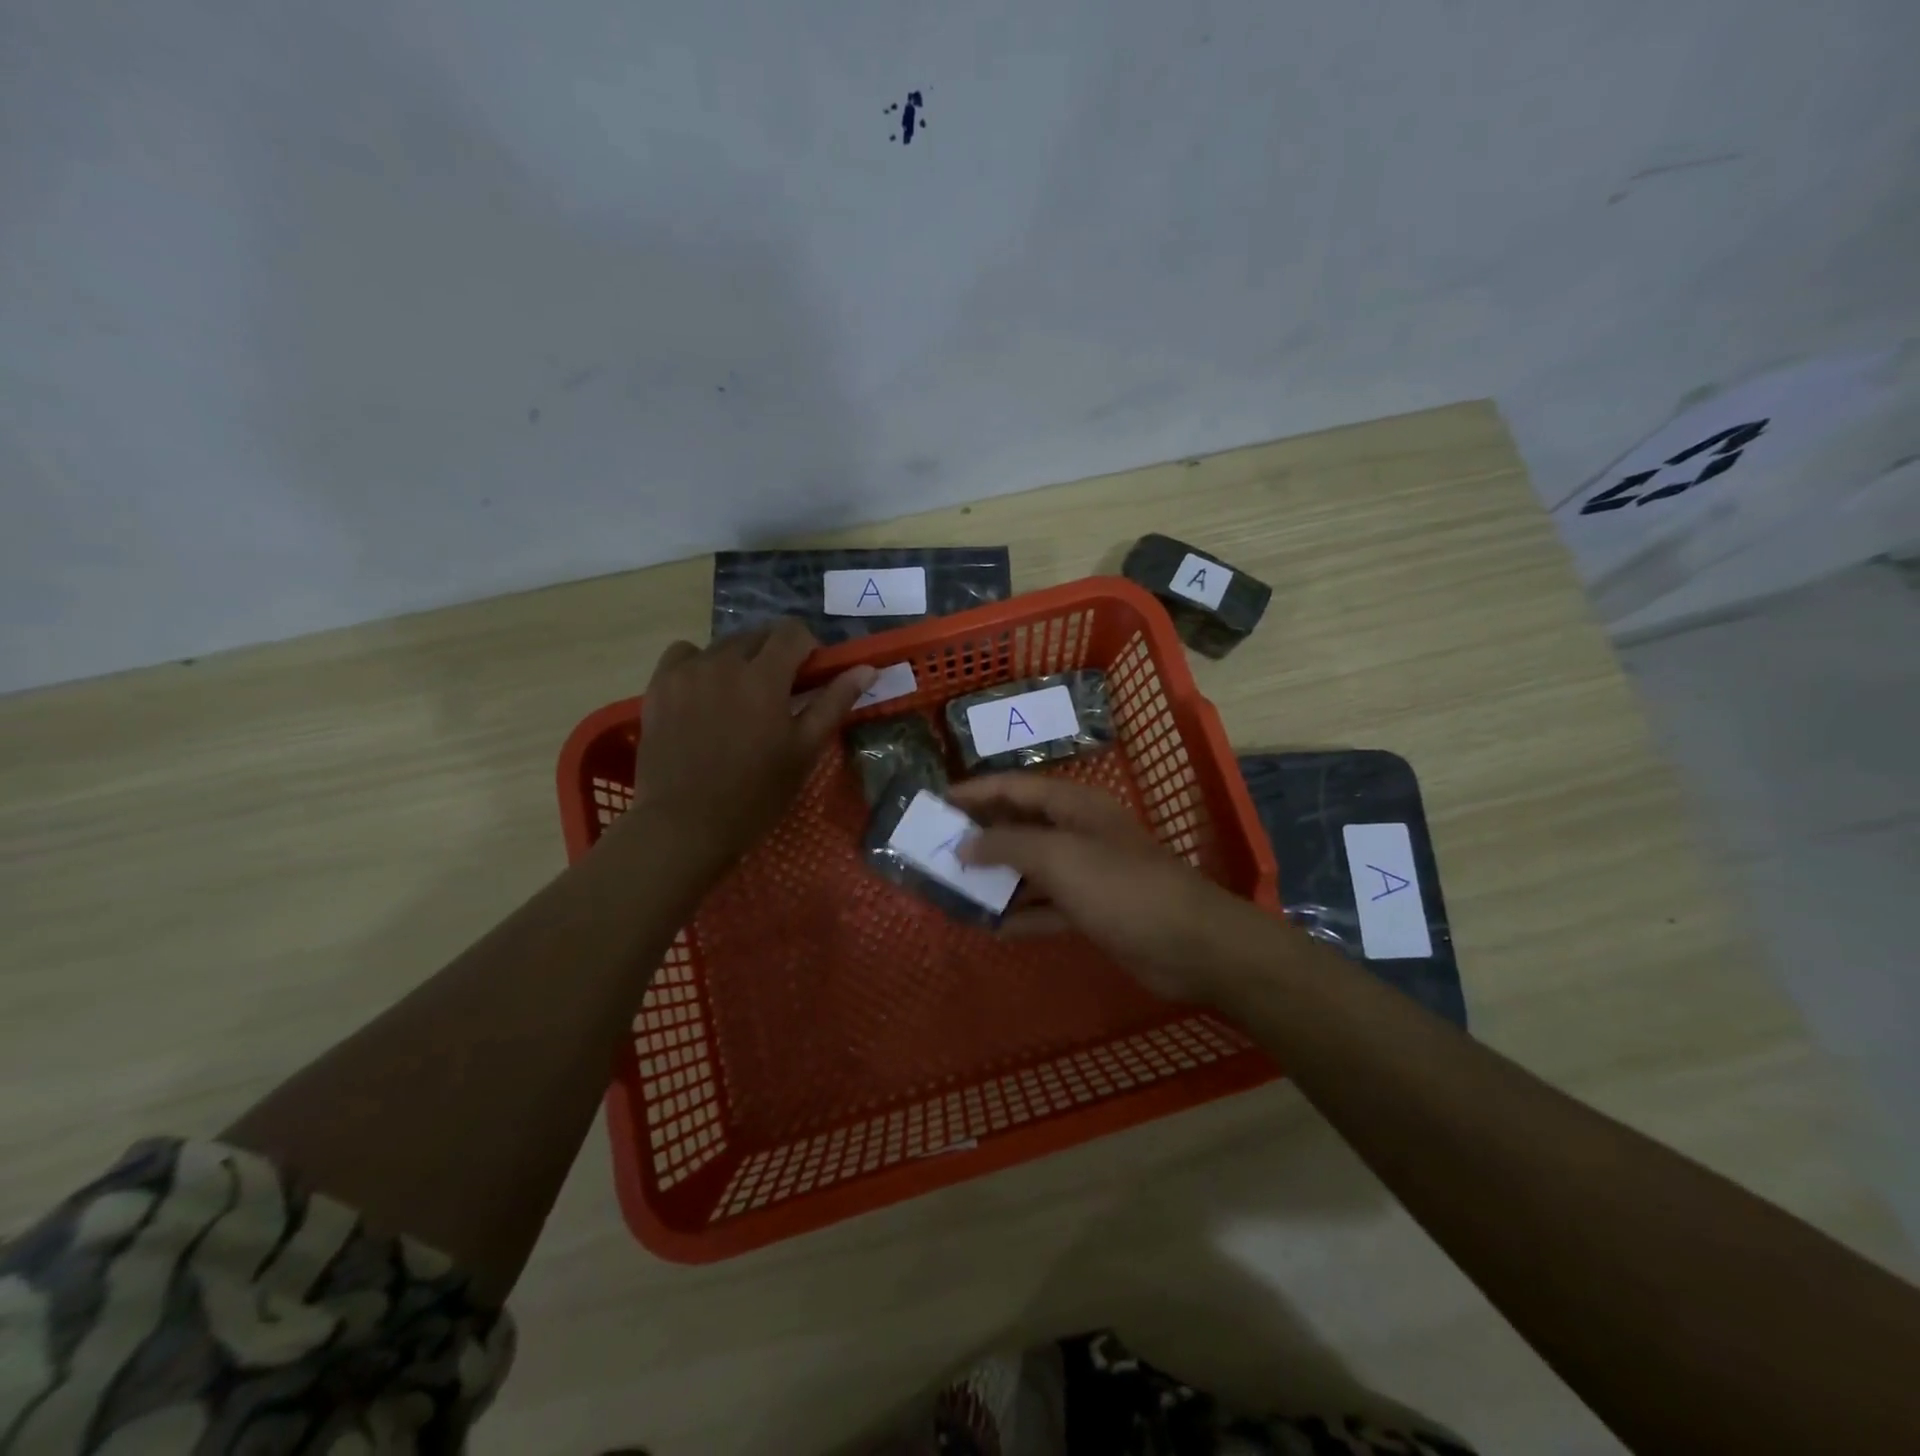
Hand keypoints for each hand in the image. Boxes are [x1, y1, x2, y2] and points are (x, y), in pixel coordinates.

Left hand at [626, 620, 874, 879]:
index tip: (810, 675)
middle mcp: (724, 661)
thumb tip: (866, 669)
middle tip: (779, 693)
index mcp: (765, 676)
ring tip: (740, 698)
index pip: (793, 631)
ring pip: (723, 645)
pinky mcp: (659, 685)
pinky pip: (685, 655)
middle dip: (775, 654)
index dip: (808, 647)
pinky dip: (700, 664)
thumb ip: (834, 702)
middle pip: (758, 635)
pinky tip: (704, 693)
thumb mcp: (804, 750)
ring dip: (740, 660)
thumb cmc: (755, 794)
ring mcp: (687, 671)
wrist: (684, 824)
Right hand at [948, 774, 1266, 1002]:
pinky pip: (1046, 907)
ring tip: (953, 888)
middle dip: (980, 835)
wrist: (1188, 944)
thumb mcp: (1059, 857)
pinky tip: (990, 927)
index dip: (974, 792)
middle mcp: (1077, 833)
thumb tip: (964, 843)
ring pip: (1029, 869)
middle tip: (935, 847)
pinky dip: (1020, 914)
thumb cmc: (1121, 887)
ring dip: (995, 878)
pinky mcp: (1091, 910)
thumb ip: (1007, 845)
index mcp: (1073, 806)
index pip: (1014, 788)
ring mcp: (1086, 873)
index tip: (935, 803)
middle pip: (1019, 826)